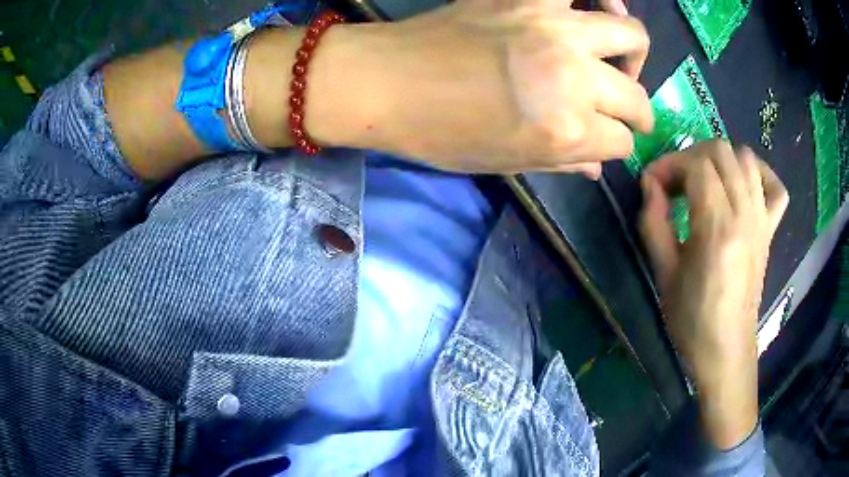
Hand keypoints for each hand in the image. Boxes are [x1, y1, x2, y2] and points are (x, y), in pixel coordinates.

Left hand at [350, 0, 651, 174]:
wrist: (386, 80)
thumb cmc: (439, 133)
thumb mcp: (505, 163)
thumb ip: (563, 164)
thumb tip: (597, 169)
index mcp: (566, 129)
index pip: (621, 143)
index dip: (616, 146)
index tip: (603, 142)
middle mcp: (573, 76)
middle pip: (637, 97)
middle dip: (638, 113)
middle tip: (625, 111)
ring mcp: (555, 27)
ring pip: (630, 32)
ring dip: (633, 52)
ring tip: (617, 58)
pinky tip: (589, 10)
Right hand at [637, 140, 788, 448]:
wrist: (725, 348)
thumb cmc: (691, 319)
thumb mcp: (663, 272)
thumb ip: (653, 221)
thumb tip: (650, 184)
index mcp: (717, 228)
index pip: (695, 165)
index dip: (668, 165)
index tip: (652, 184)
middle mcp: (745, 214)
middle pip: (721, 151)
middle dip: (691, 156)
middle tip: (675, 182)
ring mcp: (762, 220)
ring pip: (746, 158)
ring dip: (720, 160)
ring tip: (704, 181)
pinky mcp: (770, 230)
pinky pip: (774, 186)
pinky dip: (759, 174)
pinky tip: (744, 185)